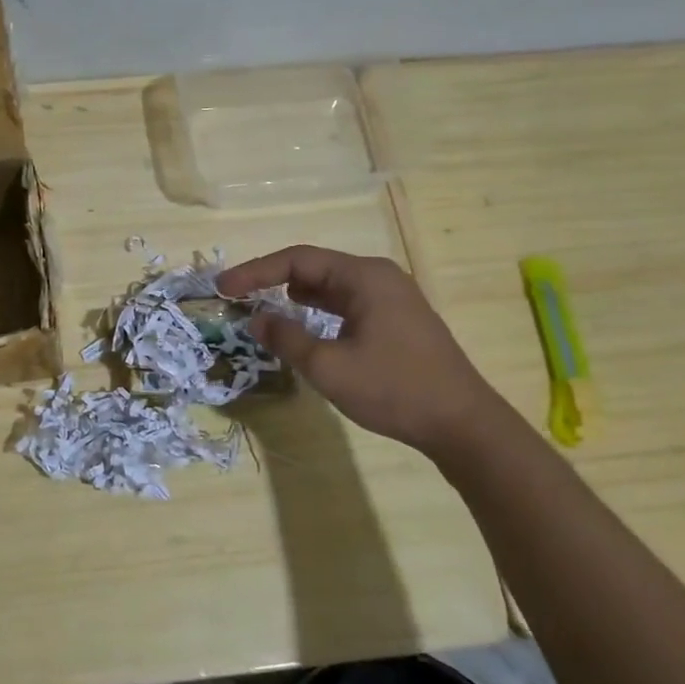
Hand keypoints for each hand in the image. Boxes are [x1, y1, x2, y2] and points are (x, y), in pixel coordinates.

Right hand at [218, 245, 499, 459]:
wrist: (461, 423)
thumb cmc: (393, 389)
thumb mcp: (328, 367)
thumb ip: (286, 338)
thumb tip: (255, 318)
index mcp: (364, 277)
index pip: (297, 260)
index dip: (255, 272)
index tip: (223, 289)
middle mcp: (379, 277)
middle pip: (314, 267)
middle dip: (272, 280)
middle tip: (237, 296)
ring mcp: (392, 297)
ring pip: (331, 285)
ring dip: (295, 293)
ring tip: (262, 304)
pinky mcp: (397, 319)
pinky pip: (347, 302)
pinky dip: (319, 308)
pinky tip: (303, 319)